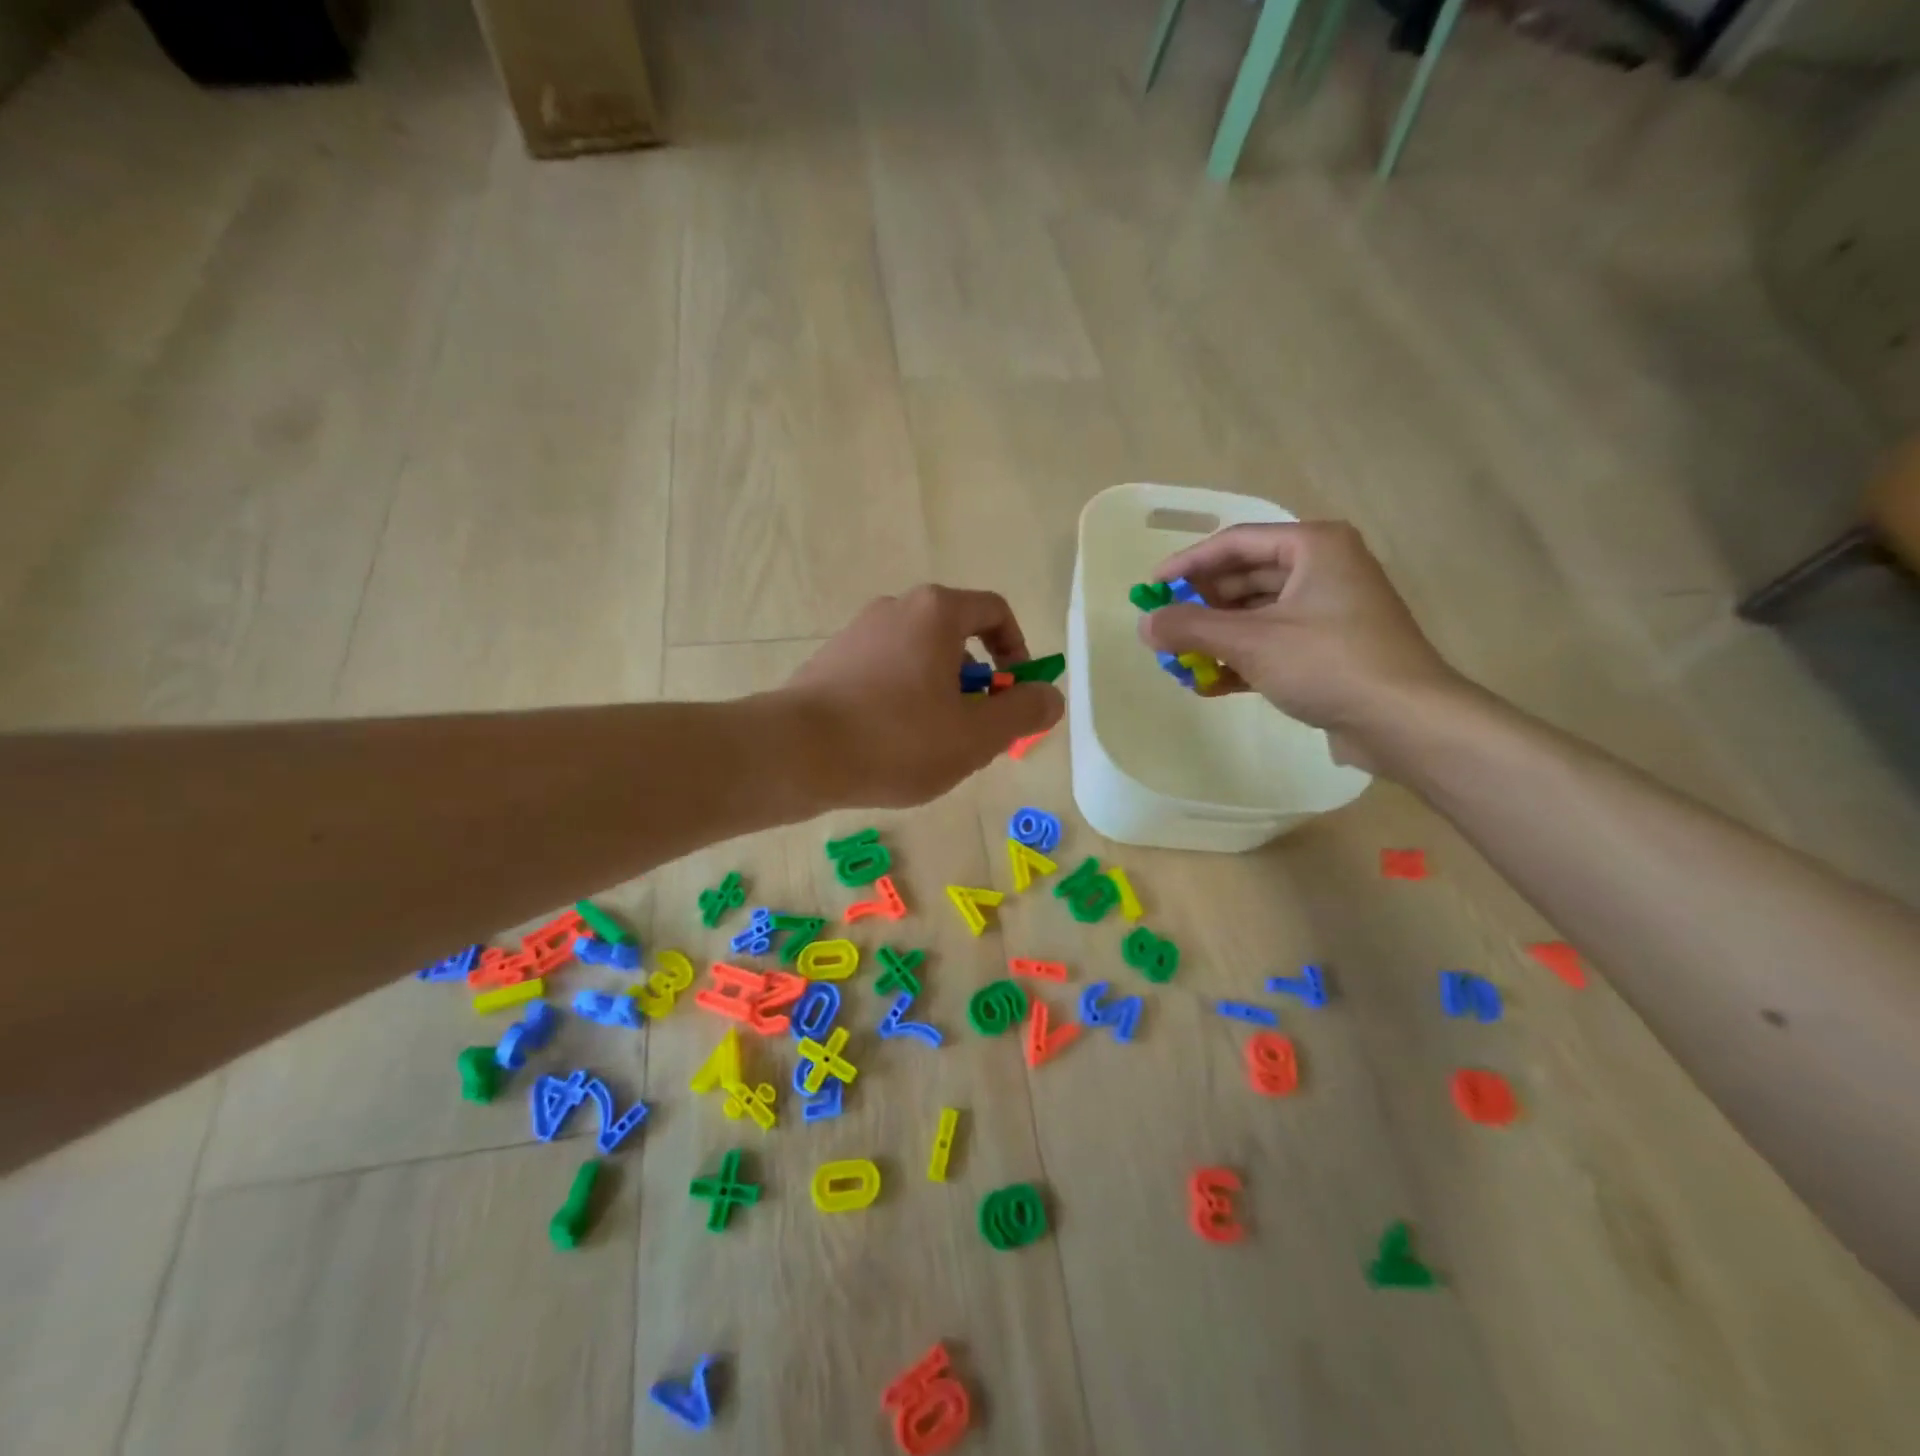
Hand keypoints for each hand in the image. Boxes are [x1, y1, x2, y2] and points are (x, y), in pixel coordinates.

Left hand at [779, 585, 1064, 808]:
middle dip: (977, 687)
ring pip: (919, 662)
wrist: (795, 753)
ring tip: (932, 749)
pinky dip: (902, 703)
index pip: (995, 612)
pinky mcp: (831, 662)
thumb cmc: (897, 738)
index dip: (1018, 651)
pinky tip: (891, 748)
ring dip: (940, 699)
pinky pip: (885, 676)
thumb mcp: (976, 734)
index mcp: (936, 612)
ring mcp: (858, 633)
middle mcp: (895, 608)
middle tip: (976, 734)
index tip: (1016, 694)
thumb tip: (1050, 696)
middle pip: (956, 639)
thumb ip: (1023, 712)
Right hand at [1137, 522, 1465, 770]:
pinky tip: (1211, 684)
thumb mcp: (1250, 641)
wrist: (1405, 722)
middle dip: (1201, 606)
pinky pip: (1273, 643)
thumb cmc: (1328, 663)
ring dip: (1217, 638)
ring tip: (1181, 662)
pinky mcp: (1330, 649)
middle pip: (1245, 578)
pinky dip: (1242, 659)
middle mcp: (1324, 569)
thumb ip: (1191, 628)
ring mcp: (1329, 611)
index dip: (1187, 564)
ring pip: (1257, 615)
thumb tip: (1144, 625)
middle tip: (1165, 629)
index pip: (1235, 543)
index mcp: (1313, 546)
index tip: (1151, 589)